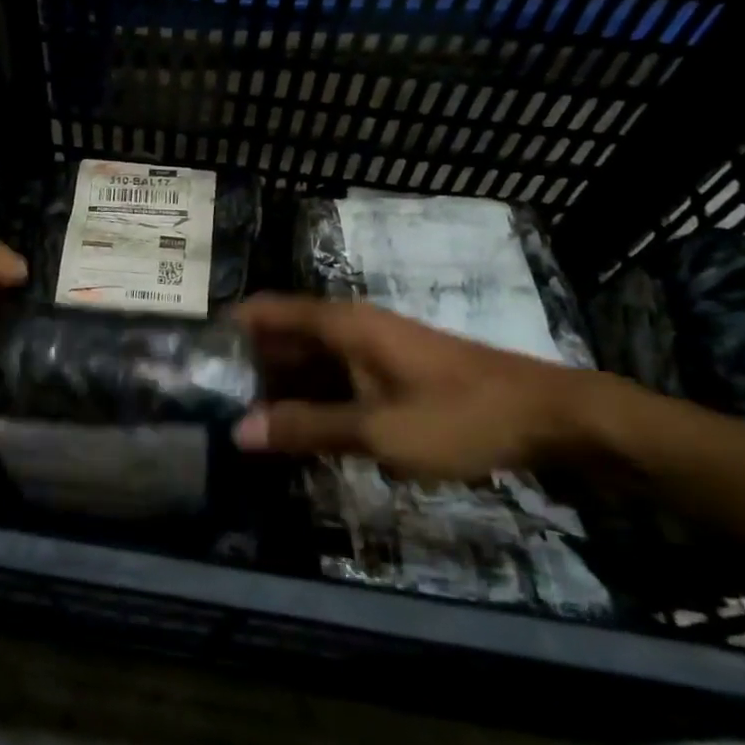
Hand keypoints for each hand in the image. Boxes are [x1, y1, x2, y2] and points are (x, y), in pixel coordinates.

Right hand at [235, 295, 593, 480]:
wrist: (550, 418)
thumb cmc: (459, 416)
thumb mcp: (377, 430)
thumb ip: (305, 428)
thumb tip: (239, 430)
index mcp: (341, 324)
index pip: (265, 311)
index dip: (228, 330)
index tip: (194, 361)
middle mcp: (351, 326)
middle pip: (283, 336)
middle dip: (249, 367)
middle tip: (212, 406)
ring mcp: (374, 348)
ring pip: (310, 360)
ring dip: (280, 387)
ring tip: (246, 424)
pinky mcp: (393, 371)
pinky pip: (336, 377)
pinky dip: (313, 398)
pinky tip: (300, 432)